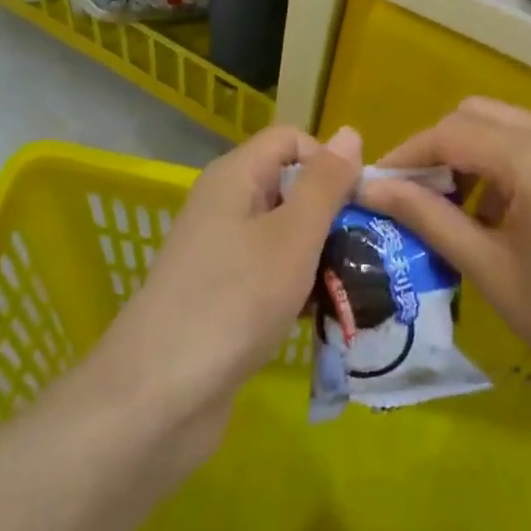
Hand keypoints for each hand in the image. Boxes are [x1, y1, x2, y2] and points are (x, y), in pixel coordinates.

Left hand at [91, 124, 361, 468]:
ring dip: (323, 255)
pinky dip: (301, 287)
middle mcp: (225, 206)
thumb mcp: (293, 235)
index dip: (329, 161)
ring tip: (362, 284)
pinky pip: (272, 274)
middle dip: (333, 213)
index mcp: (235, 177)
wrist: (158, 399)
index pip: (291, 140)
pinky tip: (329, 313)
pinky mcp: (223, 297)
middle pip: (291, 187)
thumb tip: (350, 132)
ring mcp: (222, 254)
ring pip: (286, 235)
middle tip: (372, 248)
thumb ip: (325, 183)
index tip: (360, 203)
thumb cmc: (234, 300)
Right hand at [360, 99, 530, 463]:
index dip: (407, 155)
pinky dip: (511, 166)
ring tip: (454, 213)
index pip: (454, 132)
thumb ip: (429, 219)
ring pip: (514, 127)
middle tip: (413, 198)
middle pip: (483, 115)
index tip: (374, 186)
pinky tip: (502, 215)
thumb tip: (372, 189)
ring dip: (476, 156)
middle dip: (439, 149)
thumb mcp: (492, 273)